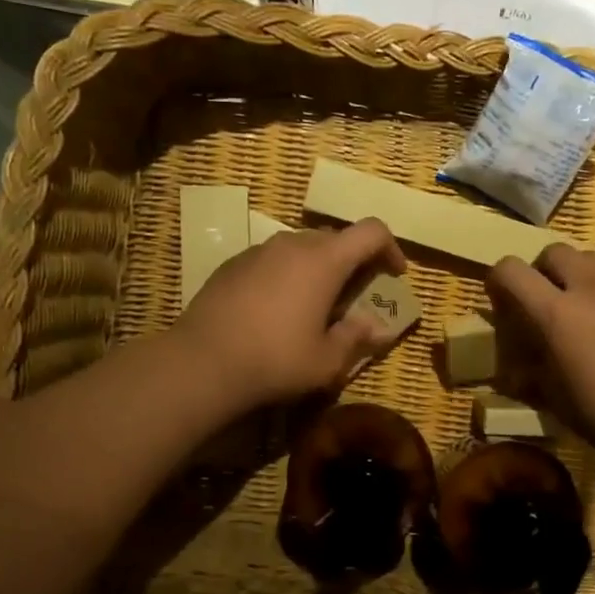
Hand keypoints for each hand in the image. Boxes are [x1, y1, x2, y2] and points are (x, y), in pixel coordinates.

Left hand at [174, 218, 407, 412]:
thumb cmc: (275, 360)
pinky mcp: (232, 264)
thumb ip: (356, 338)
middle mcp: (292, 244)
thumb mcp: (326, 360)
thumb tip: (378, 328)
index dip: (390, 248)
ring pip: (301, 248)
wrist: (201, 362)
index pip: (371, 231)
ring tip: (313, 305)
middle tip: (354, 297)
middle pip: (335, 238)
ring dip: (317, 268)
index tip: (393, 275)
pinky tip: (275, 310)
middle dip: (353, 262)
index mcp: (324, 260)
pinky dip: (286, 275)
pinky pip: (272, 260)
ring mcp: (258, 251)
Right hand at [486, 245, 594, 466]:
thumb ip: (532, 370)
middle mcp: (590, 289)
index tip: (503, 301)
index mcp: (555, 314)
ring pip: (594, 261)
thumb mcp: (554, 398)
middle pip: (556, 252)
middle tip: (548, 302)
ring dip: (581, 277)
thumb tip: (518, 367)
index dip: (499, 280)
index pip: (511, 271)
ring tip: (588, 311)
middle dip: (544, 271)